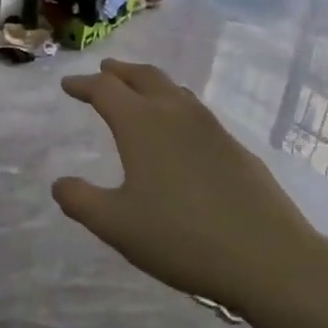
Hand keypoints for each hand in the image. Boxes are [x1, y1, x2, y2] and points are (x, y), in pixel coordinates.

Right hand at [52, 60, 327, 311]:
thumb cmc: (180, 237)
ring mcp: (212, 129)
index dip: (83, 85)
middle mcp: (176, 115)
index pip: (105, 90)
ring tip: (139, 91)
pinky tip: (179, 131)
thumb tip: (60, 183)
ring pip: (175, 91)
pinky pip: (196, 112)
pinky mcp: (236, 148)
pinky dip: (176, 106)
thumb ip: (81, 201)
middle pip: (145, 77)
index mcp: (142, 124)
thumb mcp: (116, 225)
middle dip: (120, 72)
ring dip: (150, 84)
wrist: (267, 257)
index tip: (67, 85)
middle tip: (104, 70)